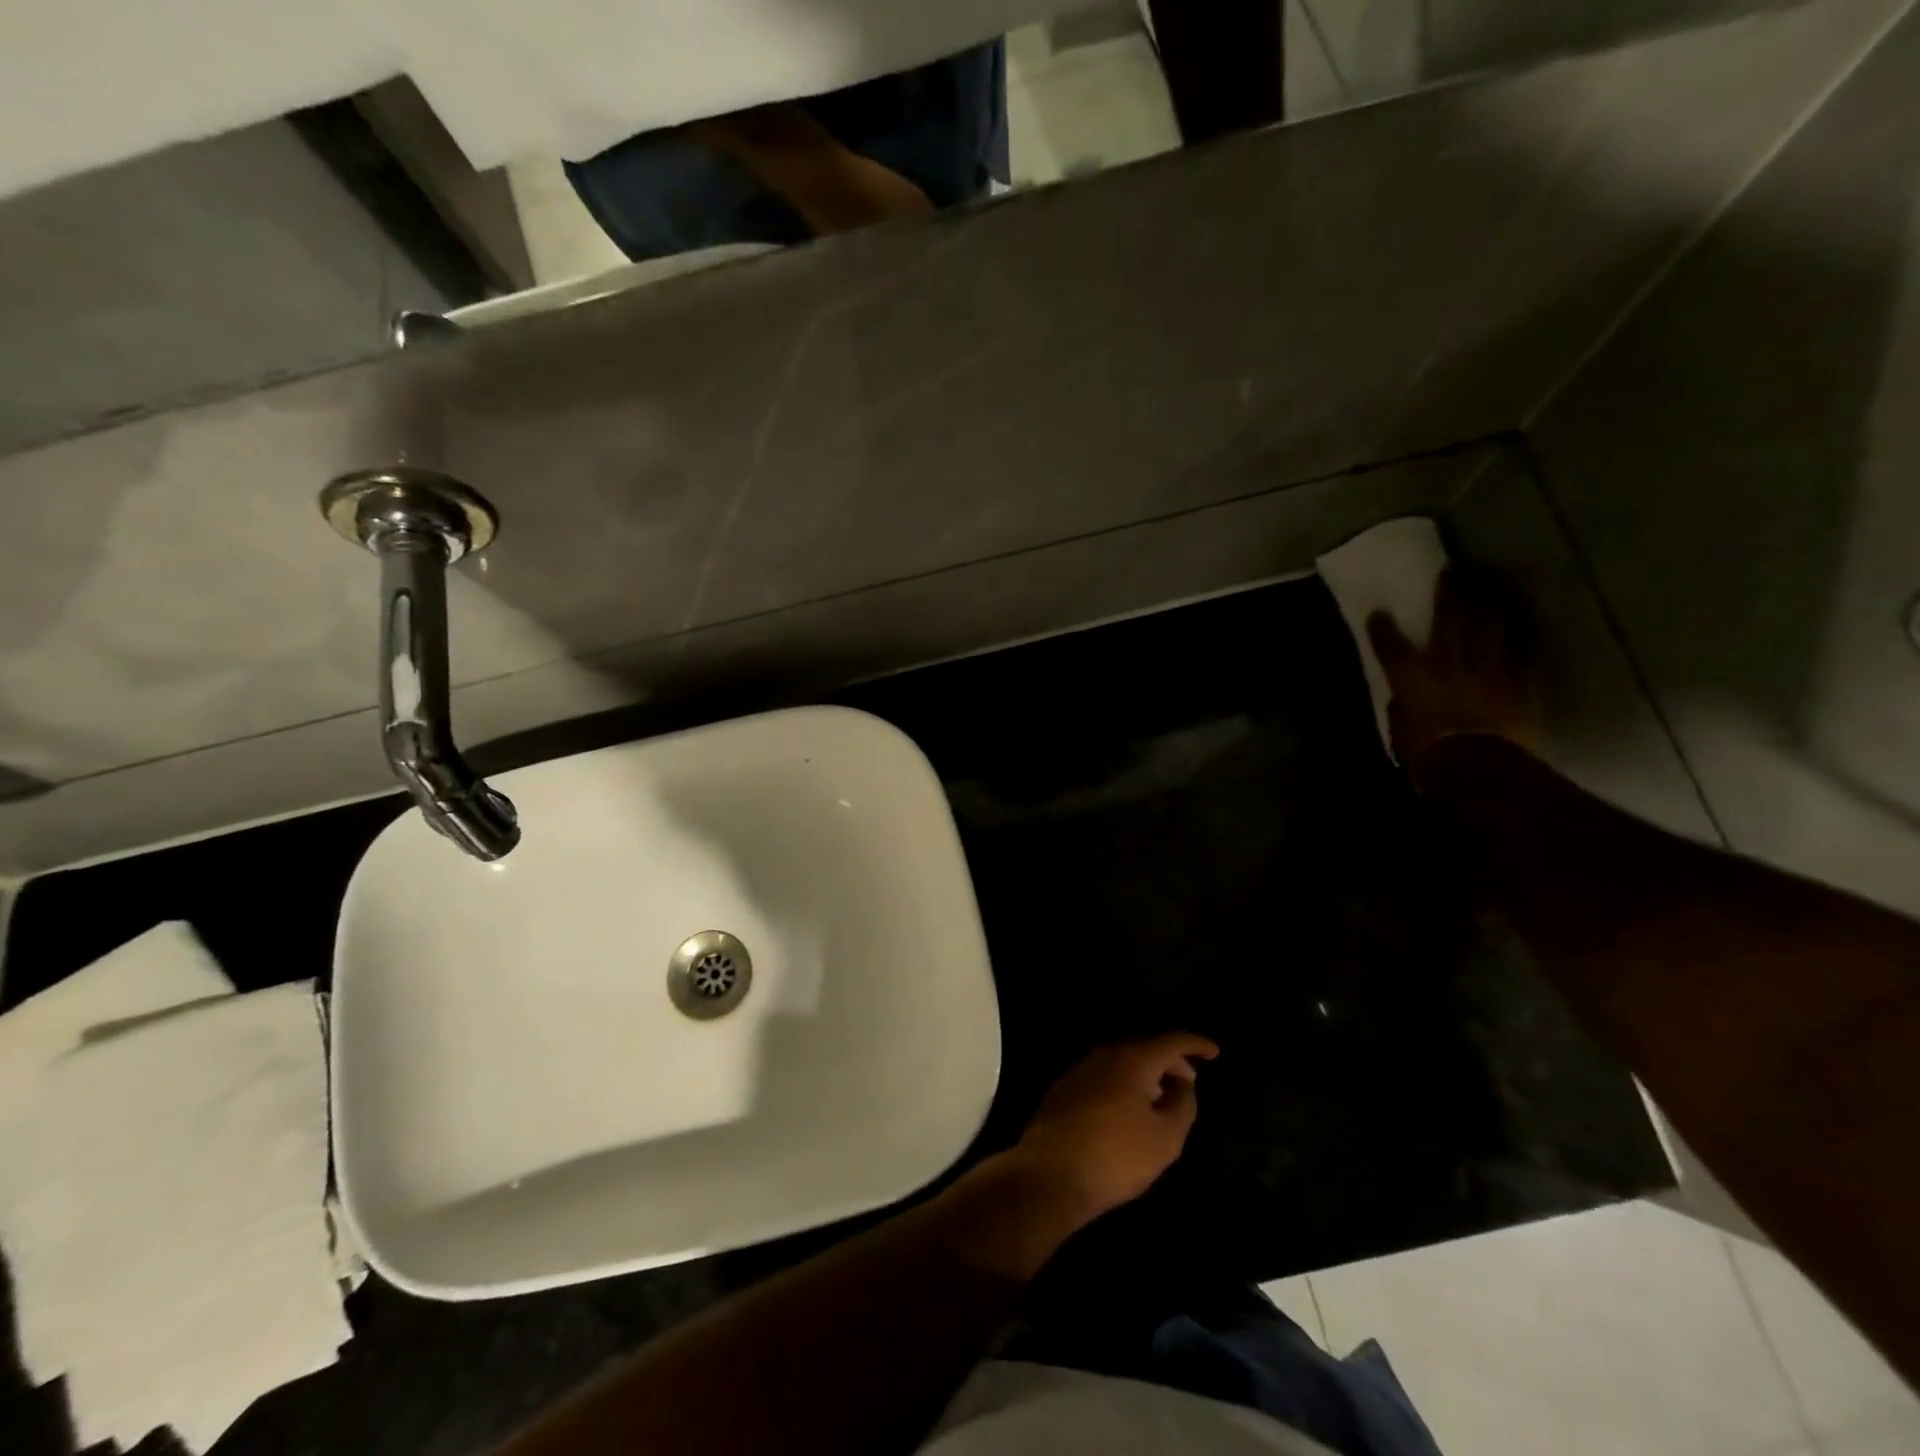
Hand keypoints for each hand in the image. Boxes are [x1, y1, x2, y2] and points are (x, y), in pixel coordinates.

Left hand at [1010, 1033, 1219, 1223]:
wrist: (1050, 1173)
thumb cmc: (1116, 1156)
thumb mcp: (1165, 1138)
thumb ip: (1182, 1104)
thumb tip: (1182, 1083)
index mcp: (1133, 1059)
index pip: (1171, 1041)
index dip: (1195, 1044)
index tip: (1214, 1051)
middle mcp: (1105, 1054)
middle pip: (1145, 1048)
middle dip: (1170, 1061)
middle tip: (1190, 1081)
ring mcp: (1080, 1069)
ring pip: (1122, 1061)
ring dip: (1146, 1074)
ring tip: (1161, 1097)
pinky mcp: (1065, 1088)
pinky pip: (1104, 1076)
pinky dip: (1124, 1083)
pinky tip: (1128, 1109)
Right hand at [1367, 567, 1542, 784]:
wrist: (1476, 765)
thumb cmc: (1427, 753)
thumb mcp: (1401, 731)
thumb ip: (1404, 708)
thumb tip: (1406, 701)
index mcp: (1411, 675)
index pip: (1390, 644)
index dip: (1382, 627)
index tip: (1379, 612)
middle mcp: (1449, 661)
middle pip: (1449, 618)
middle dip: (1450, 593)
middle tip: (1453, 572)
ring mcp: (1489, 668)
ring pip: (1491, 627)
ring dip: (1490, 607)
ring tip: (1491, 591)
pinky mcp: (1521, 683)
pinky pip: (1521, 657)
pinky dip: (1518, 645)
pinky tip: (1522, 635)